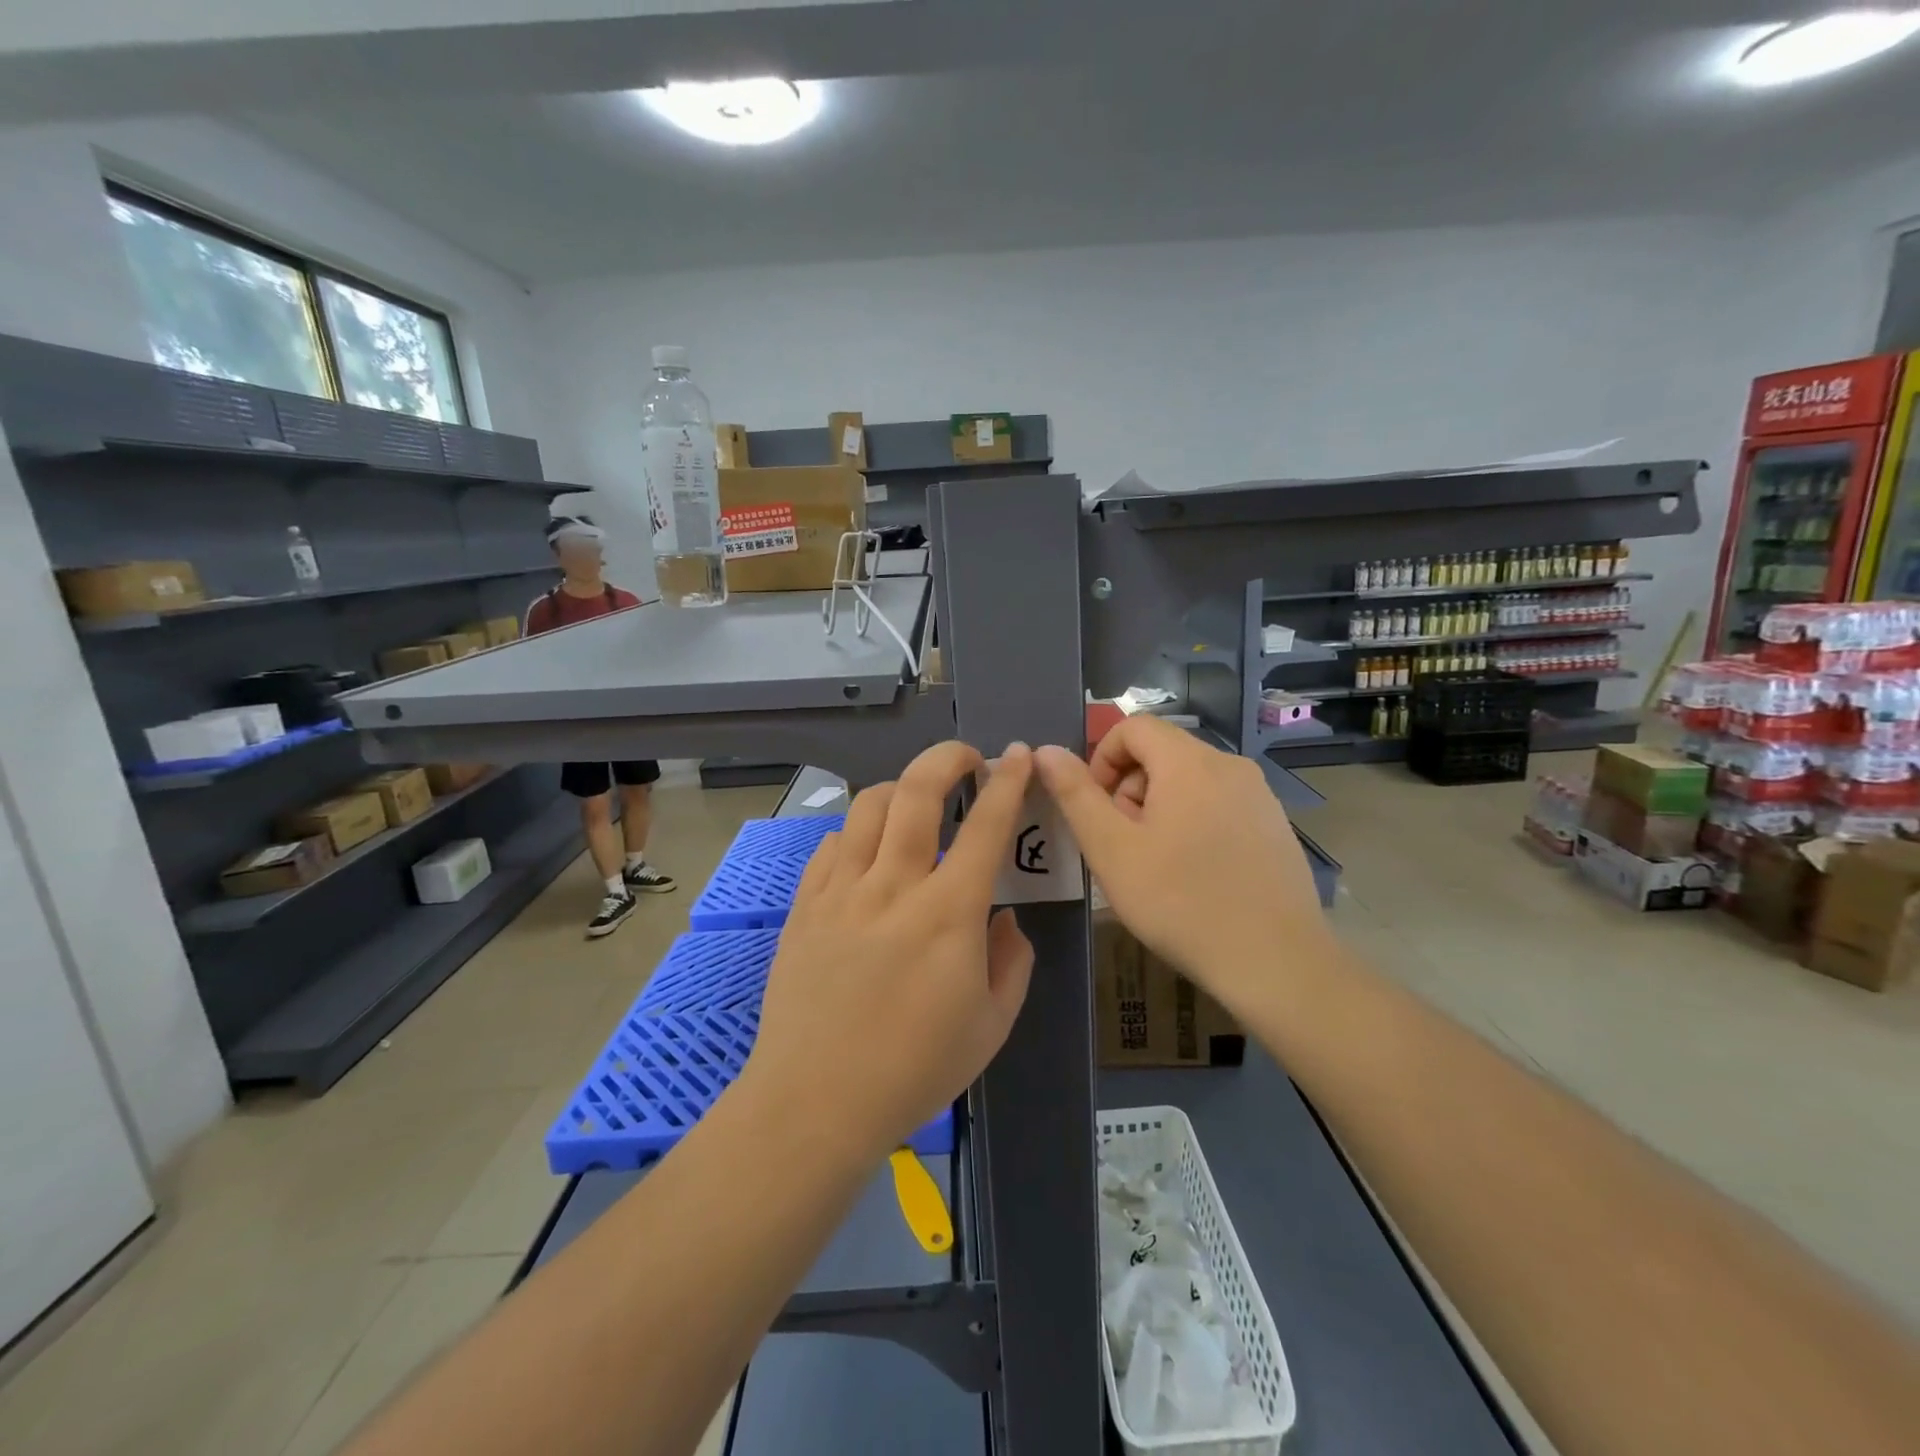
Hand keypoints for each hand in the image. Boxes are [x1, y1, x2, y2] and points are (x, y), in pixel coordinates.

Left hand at [744, 741, 1035, 1165]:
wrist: (816, 1102)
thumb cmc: (914, 1069)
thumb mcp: (991, 1025)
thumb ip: (1011, 961)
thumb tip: (1002, 918)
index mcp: (948, 912)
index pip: (985, 826)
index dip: (1008, 782)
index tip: (1017, 755)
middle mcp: (893, 885)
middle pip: (916, 791)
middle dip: (947, 758)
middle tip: (965, 759)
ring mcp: (841, 891)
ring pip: (868, 806)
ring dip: (899, 789)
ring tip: (915, 804)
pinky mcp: (805, 905)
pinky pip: (832, 844)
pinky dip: (857, 833)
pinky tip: (866, 853)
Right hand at [1034, 716, 1332, 1019]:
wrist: (1275, 961)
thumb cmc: (1180, 902)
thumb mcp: (1111, 849)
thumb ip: (1075, 794)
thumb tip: (1046, 750)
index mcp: (1189, 762)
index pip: (1132, 727)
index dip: (1102, 759)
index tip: (1096, 809)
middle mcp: (1230, 764)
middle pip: (1162, 753)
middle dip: (1129, 788)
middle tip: (1123, 844)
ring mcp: (1259, 795)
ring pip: (1191, 780)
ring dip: (1159, 808)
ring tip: (1156, 865)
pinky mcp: (1275, 825)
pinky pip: (1220, 804)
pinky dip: (1193, 822)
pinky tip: (1195, 875)